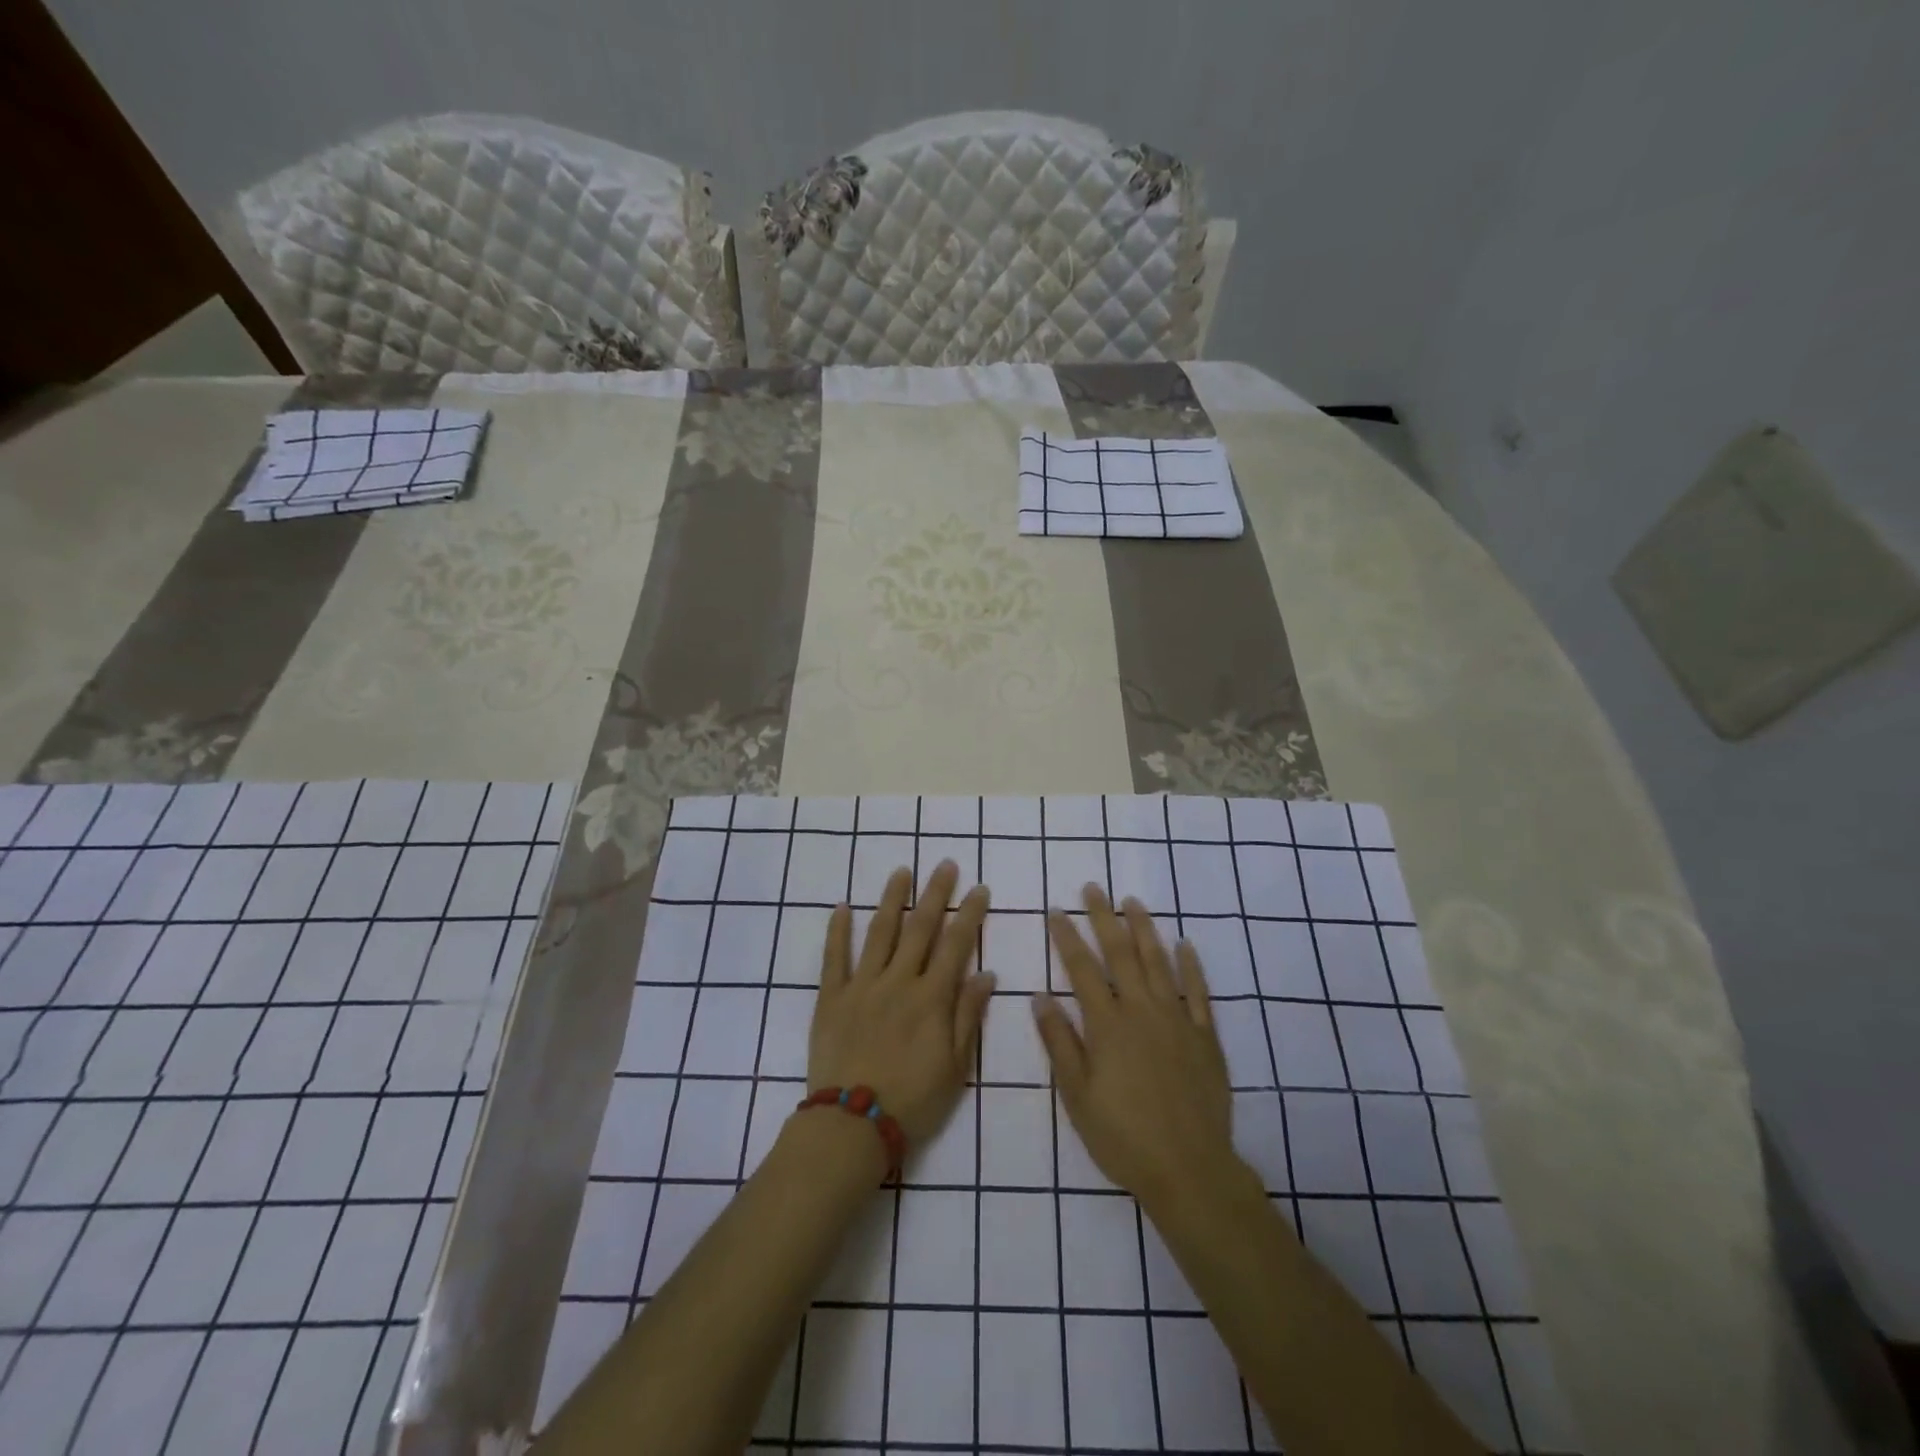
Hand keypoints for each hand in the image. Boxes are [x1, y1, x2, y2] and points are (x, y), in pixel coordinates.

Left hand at [810, 861, 993, 1143]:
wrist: (852, 1124)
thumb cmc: (912, 1100)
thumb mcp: (955, 1066)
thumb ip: (968, 1016)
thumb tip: (986, 973)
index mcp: (931, 998)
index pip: (956, 945)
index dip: (970, 915)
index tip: (979, 888)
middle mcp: (898, 981)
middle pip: (920, 928)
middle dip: (935, 894)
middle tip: (945, 864)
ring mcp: (862, 985)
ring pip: (879, 932)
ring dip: (891, 899)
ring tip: (901, 871)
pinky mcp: (831, 997)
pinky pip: (834, 957)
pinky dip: (838, 930)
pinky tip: (842, 906)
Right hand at [1036, 885, 1238, 1206]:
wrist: (1189, 1169)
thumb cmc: (1123, 1136)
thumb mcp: (1077, 1095)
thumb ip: (1059, 1042)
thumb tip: (1040, 996)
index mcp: (1107, 1024)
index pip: (1082, 969)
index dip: (1067, 937)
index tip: (1056, 910)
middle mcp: (1142, 1010)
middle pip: (1121, 954)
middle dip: (1104, 918)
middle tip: (1094, 888)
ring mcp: (1178, 1020)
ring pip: (1159, 962)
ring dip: (1144, 929)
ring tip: (1133, 901)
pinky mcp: (1206, 1036)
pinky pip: (1199, 992)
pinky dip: (1191, 965)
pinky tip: (1184, 944)